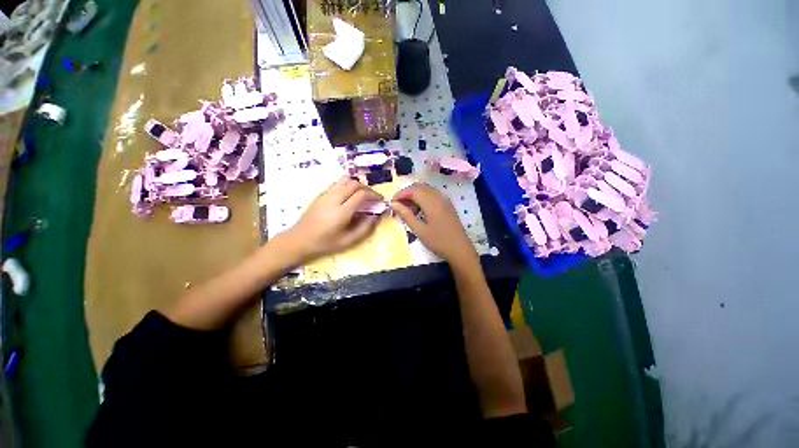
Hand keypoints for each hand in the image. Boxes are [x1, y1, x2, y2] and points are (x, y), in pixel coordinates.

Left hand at [281, 177, 382, 263]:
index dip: (374, 195)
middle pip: (355, 184)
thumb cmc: (325, 243)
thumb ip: (365, 228)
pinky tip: (349, 196)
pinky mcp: (321, 194)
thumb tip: (376, 216)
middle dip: (367, 188)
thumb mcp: (348, 240)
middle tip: (372, 198)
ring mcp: (326, 194)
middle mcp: (334, 198)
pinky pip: (337, 183)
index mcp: (342, 211)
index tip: (380, 200)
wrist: (299, 239)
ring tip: (361, 195)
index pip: (362, 194)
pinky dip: (347, 185)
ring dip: (357, 185)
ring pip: (345, 180)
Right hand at [390, 183, 477, 265]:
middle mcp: (439, 196)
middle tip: (398, 206)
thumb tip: (393, 204)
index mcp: (432, 202)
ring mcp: (444, 199)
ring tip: (407, 210)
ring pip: (426, 190)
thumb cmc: (438, 241)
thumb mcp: (419, 230)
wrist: (460, 249)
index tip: (392, 203)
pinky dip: (423, 198)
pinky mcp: (447, 204)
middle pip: (419, 187)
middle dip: (406, 194)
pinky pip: (432, 195)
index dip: (400, 194)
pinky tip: (419, 210)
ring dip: (415, 196)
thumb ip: (406, 215)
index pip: (413, 190)